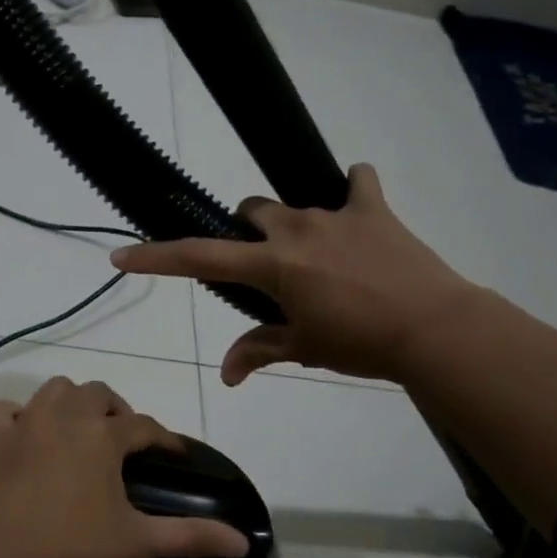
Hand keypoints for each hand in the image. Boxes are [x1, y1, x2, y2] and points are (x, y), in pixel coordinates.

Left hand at [0, 378, 249, 557]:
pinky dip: (18, 415)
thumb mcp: (137, 542)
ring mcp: (26, 421)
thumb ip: (191, 537)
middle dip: (117, 410)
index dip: (164, 438)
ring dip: (72, 401)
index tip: (175, 454)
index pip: (145, 426)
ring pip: (56, 389)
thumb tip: (244, 543)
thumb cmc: (72, 546)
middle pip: (99, 394)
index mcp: (104, 436)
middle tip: (123, 438)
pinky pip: (6, 409)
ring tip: (79, 427)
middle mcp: (67, 415)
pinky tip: (26, 432)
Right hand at [110, 163, 475, 385]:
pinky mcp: (373, 208)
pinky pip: (359, 181)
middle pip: (251, 212)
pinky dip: (354, 190)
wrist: (434, 328)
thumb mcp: (305, 349)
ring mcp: (335, 213)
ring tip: (321, 258)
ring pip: (294, 205)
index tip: (122, 256)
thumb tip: (226, 376)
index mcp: (272, 264)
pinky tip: (358, 206)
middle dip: (249, 234)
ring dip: (293, 227)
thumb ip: (259, 352)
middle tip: (268, 267)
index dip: (157, 258)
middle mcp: (295, 229)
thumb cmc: (361, 343)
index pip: (200, 258)